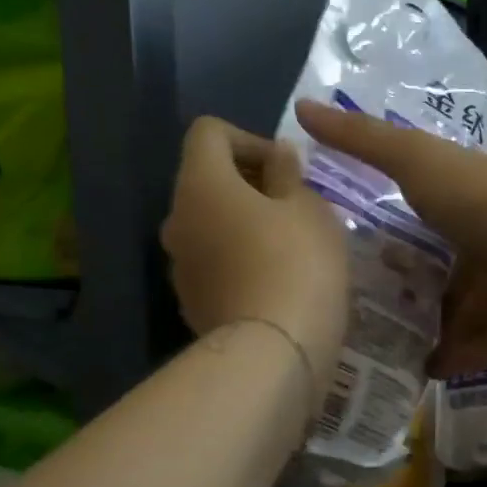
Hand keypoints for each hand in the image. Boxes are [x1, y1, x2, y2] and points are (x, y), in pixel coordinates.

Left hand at [162, 117, 348, 404]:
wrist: (273, 354)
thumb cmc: (297, 264)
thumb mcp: (309, 207)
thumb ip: (288, 173)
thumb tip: (276, 157)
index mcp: (200, 183)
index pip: (208, 132)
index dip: (249, 138)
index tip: (286, 169)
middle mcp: (177, 220)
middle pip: (207, 182)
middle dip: (250, 186)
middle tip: (296, 207)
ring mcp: (180, 267)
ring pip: (211, 227)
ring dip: (245, 226)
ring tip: (291, 248)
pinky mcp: (192, 305)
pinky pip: (215, 267)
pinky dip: (240, 263)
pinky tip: (276, 284)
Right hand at [294, 102, 486, 376]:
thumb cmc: (473, 196)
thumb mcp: (410, 158)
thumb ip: (360, 140)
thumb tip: (300, 106)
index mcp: (458, 202)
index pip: (421, 220)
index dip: (392, 237)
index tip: (356, 260)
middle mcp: (481, 238)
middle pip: (440, 270)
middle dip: (411, 292)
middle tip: (368, 319)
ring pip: (462, 310)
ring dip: (433, 331)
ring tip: (390, 355)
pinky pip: (486, 340)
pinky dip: (463, 356)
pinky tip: (431, 373)